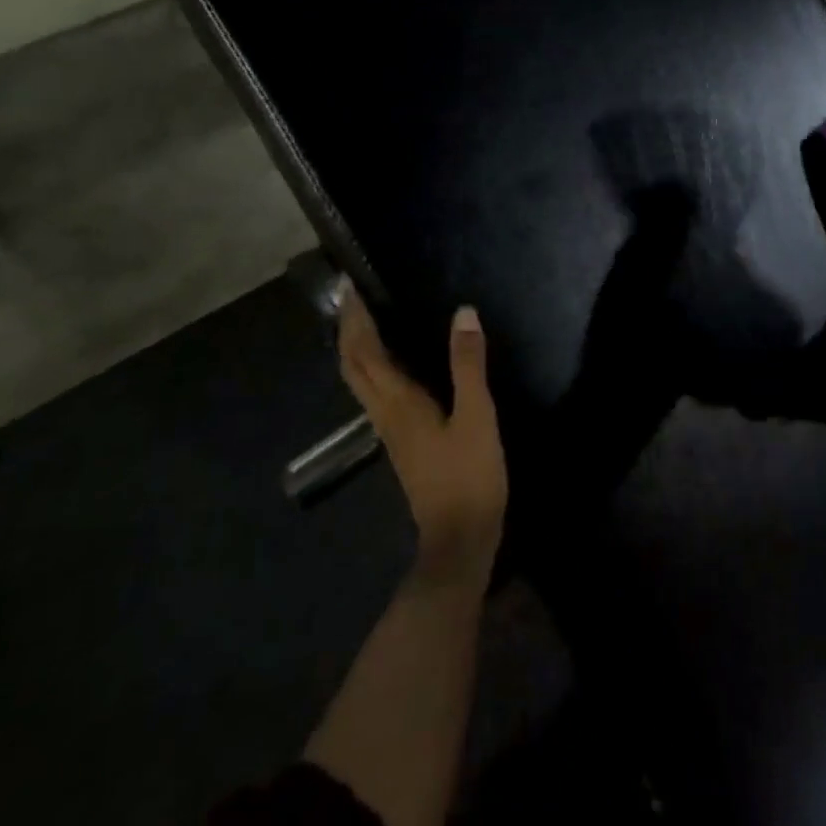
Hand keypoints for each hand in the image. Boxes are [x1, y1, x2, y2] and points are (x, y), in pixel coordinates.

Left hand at [337, 285, 508, 585]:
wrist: (459, 539)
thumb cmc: (469, 476)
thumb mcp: (477, 416)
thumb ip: (468, 365)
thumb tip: (463, 313)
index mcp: (398, 402)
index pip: (364, 351)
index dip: (355, 318)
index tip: (350, 286)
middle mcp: (384, 413)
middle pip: (352, 365)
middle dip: (347, 328)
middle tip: (352, 296)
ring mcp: (390, 431)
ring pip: (360, 380)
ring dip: (356, 347)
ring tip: (366, 319)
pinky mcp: (402, 442)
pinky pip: (376, 392)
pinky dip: (373, 367)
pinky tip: (392, 362)